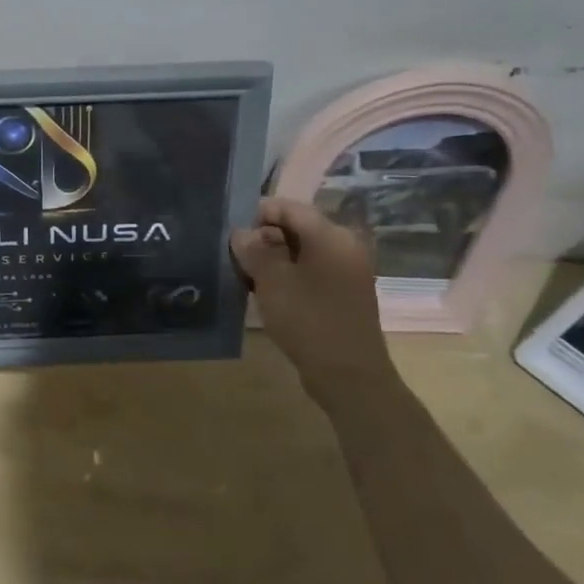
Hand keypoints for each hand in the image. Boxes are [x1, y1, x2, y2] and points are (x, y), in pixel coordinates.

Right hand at [231, 196, 390, 405]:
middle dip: (265, 238)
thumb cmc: (309, 320)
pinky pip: (313, 271)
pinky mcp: (346, 293)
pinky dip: (291, 276)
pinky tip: (272, 294)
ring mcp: (348, 271)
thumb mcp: (272, 281)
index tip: (234, 236)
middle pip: (297, 227)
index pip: (289, 207)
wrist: (349, 376)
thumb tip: (242, 233)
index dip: (258, 215)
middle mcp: (345, 246)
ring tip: (251, 278)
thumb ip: (254, 250)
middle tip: (239, 260)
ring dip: (276, 259)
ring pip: (303, 251)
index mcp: (331, 235)